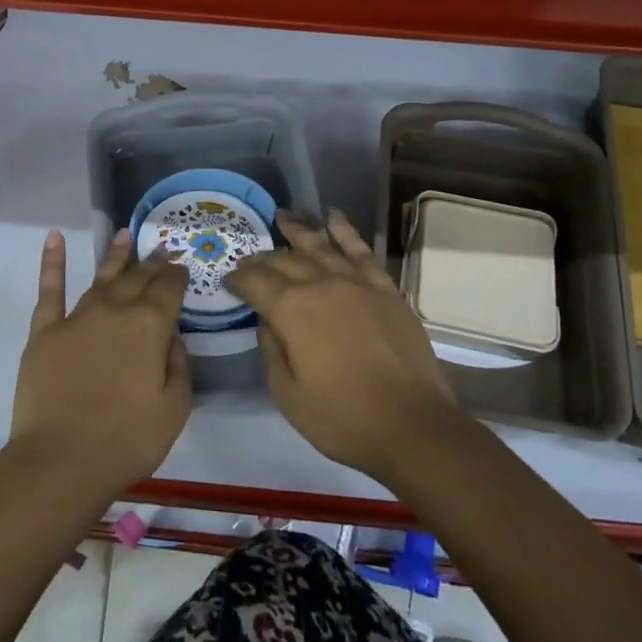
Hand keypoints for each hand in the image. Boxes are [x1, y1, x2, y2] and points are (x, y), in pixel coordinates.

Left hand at [8, 229, 191, 498]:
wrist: (61, 460)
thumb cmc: (127, 440)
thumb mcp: (175, 407)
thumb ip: (178, 364)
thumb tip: (171, 335)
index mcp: (150, 325)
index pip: (169, 288)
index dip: (177, 275)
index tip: (181, 268)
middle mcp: (115, 309)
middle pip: (137, 277)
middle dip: (152, 263)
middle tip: (161, 250)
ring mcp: (77, 317)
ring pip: (101, 276)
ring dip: (115, 255)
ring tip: (125, 235)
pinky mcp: (45, 331)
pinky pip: (50, 289)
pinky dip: (53, 261)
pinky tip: (54, 238)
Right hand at [227, 210, 462, 482]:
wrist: (413, 426)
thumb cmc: (342, 418)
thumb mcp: (288, 394)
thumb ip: (272, 350)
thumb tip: (268, 322)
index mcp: (292, 309)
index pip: (255, 282)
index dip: (238, 280)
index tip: (229, 282)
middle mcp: (321, 285)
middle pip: (285, 260)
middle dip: (263, 258)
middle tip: (251, 259)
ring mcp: (356, 283)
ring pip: (320, 246)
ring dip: (298, 230)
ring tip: (283, 216)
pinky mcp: (385, 289)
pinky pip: (361, 251)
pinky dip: (345, 231)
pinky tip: (334, 216)